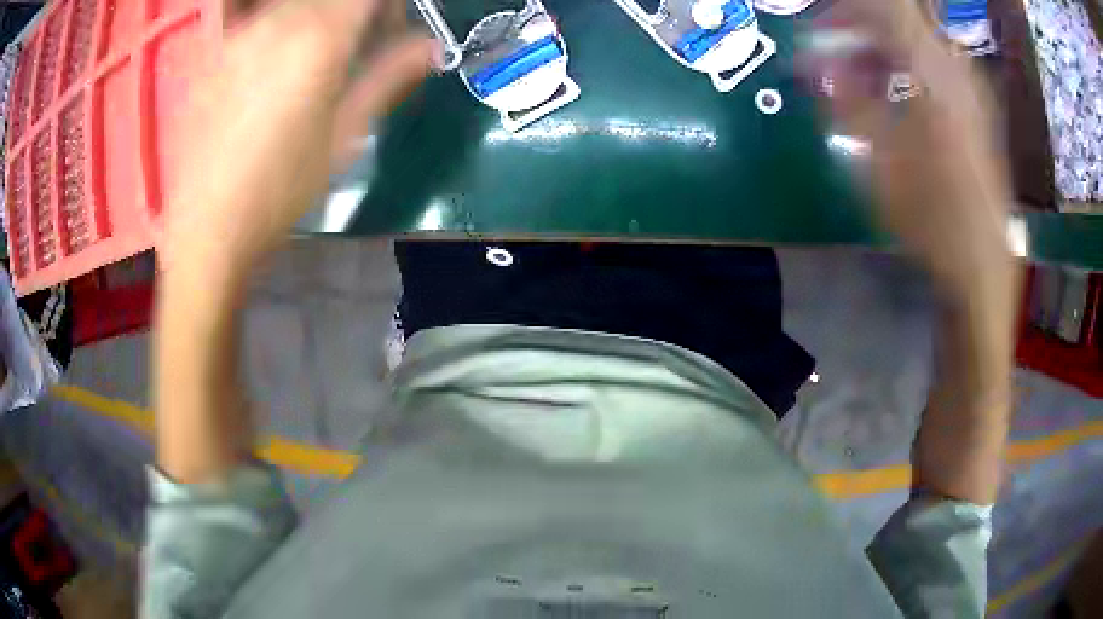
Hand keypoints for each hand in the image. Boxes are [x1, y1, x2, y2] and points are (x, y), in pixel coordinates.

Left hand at [162, 0, 437, 283]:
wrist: (207, 229)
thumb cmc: (279, 191)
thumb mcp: (344, 138)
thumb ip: (388, 78)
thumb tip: (431, 46)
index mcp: (320, 38)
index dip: (388, 8)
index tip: (391, 30)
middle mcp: (279, 20)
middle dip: (356, 10)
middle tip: (360, 46)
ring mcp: (240, 32)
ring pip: (293, 3)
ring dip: (317, 15)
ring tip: (316, 53)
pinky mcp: (213, 51)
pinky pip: (250, 12)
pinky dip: (274, 20)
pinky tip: (274, 49)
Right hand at [800, 0, 1020, 503]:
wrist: (983, 274)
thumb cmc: (931, 225)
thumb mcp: (877, 164)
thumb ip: (844, 102)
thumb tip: (811, 62)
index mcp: (932, 76)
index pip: (883, 9)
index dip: (844, 9)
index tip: (816, 22)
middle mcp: (956, 70)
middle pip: (905, 17)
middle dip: (862, 22)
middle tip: (833, 44)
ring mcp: (972, 89)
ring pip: (922, 39)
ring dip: (885, 44)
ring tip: (860, 70)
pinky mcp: (979, 109)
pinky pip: (938, 64)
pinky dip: (910, 65)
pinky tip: (896, 93)